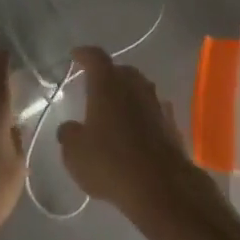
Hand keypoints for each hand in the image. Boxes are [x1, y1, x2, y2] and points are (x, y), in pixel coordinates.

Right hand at [57, 47, 217, 225]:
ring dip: (126, 94)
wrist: (160, 185)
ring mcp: (156, 102)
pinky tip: (136, 128)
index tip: (75, 55)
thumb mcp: (75, 154)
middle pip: (120, 70)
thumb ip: (69, 135)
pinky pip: (152, 109)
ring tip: (114, 109)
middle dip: (107, 75)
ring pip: (139, 88)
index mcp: (108, 84)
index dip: (84, 54)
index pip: (95, 57)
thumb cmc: (110, 162)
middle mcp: (134, 85)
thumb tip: (69, 128)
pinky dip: (142, 113)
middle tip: (94, 87)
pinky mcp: (170, 122)